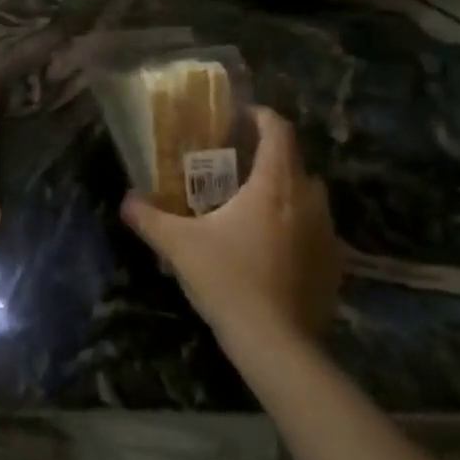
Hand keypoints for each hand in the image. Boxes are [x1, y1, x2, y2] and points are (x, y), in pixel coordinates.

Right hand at [121, 106, 341, 356]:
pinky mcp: (334, 263)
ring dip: (284, 191)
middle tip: (236, 166)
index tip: (239, 118)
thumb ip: (149, 217)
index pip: (278, 131)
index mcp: (274, 185)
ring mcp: (326, 233)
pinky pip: (315, 229)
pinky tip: (270, 247)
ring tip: (252, 205)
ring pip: (309, 196)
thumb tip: (126, 199)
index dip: (260, 117)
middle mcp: (308, 200)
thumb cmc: (227, 280)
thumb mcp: (178, 245)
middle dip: (268, 156)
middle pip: (295, 161)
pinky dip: (295, 225)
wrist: (275, 343)